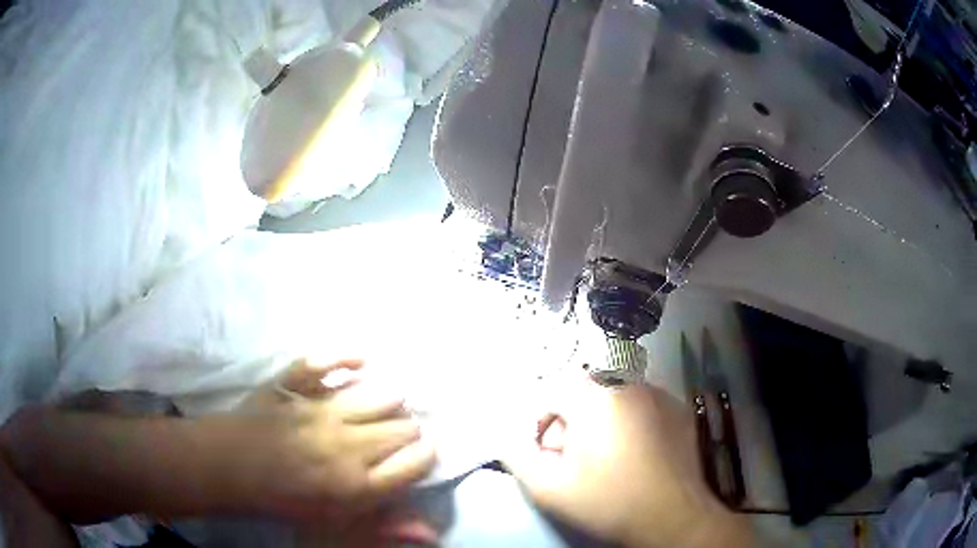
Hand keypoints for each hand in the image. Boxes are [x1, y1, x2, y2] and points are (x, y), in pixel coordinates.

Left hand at [217, 358, 436, 524]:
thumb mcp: (335, 524)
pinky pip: (325, 363)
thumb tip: (430, 532)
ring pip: (378, 395)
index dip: (425, 455)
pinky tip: (360, 362)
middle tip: (399, 434)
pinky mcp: (292, 386)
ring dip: (390, 399)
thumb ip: (383, 527)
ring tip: (386, 404)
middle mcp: (346, 446)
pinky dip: (345, 358)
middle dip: (409, 430)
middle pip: (402, 428)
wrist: (229, 468)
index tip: (422, 453)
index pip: (415, 462)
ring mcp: (318, 411)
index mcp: (356, 485)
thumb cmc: (284, 500)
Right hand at [503, 380, 752, 547]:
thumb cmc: (607, 502)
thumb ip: (517, 456)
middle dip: (569, 423)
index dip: (539, 424)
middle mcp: (628, 383)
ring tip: (604, 459)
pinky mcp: (677, 408)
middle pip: (582, 393)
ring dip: (598, 422)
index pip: (550, 392)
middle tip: (572, 460)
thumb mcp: (548, 487)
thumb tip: (506, 437)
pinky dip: (628, 422)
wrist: (672, 517)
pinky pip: (640, 405)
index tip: (545, 455)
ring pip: (612, 397)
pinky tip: (634, 455)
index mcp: (595, 396)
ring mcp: (658, 393)